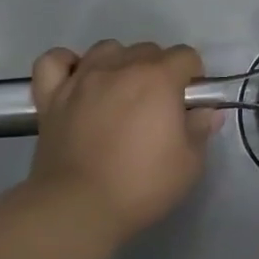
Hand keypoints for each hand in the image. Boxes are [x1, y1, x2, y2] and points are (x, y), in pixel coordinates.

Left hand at [24, 40, 219, 235]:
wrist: (77, 209)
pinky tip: (77, 81)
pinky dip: (68, 65)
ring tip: (120, 92)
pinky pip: (55, 61)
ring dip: (119, 63)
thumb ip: (200, 130)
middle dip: (159, 70)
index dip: (193, 77)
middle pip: (148, 50)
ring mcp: (83, 79)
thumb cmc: (140, 185)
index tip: (188, 104)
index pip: (186, 56)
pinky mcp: (52, 96)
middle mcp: (121, 67)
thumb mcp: (189, 164)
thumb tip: (206, 112)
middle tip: (157, 106)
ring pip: (107, 49)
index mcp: (159, 78)